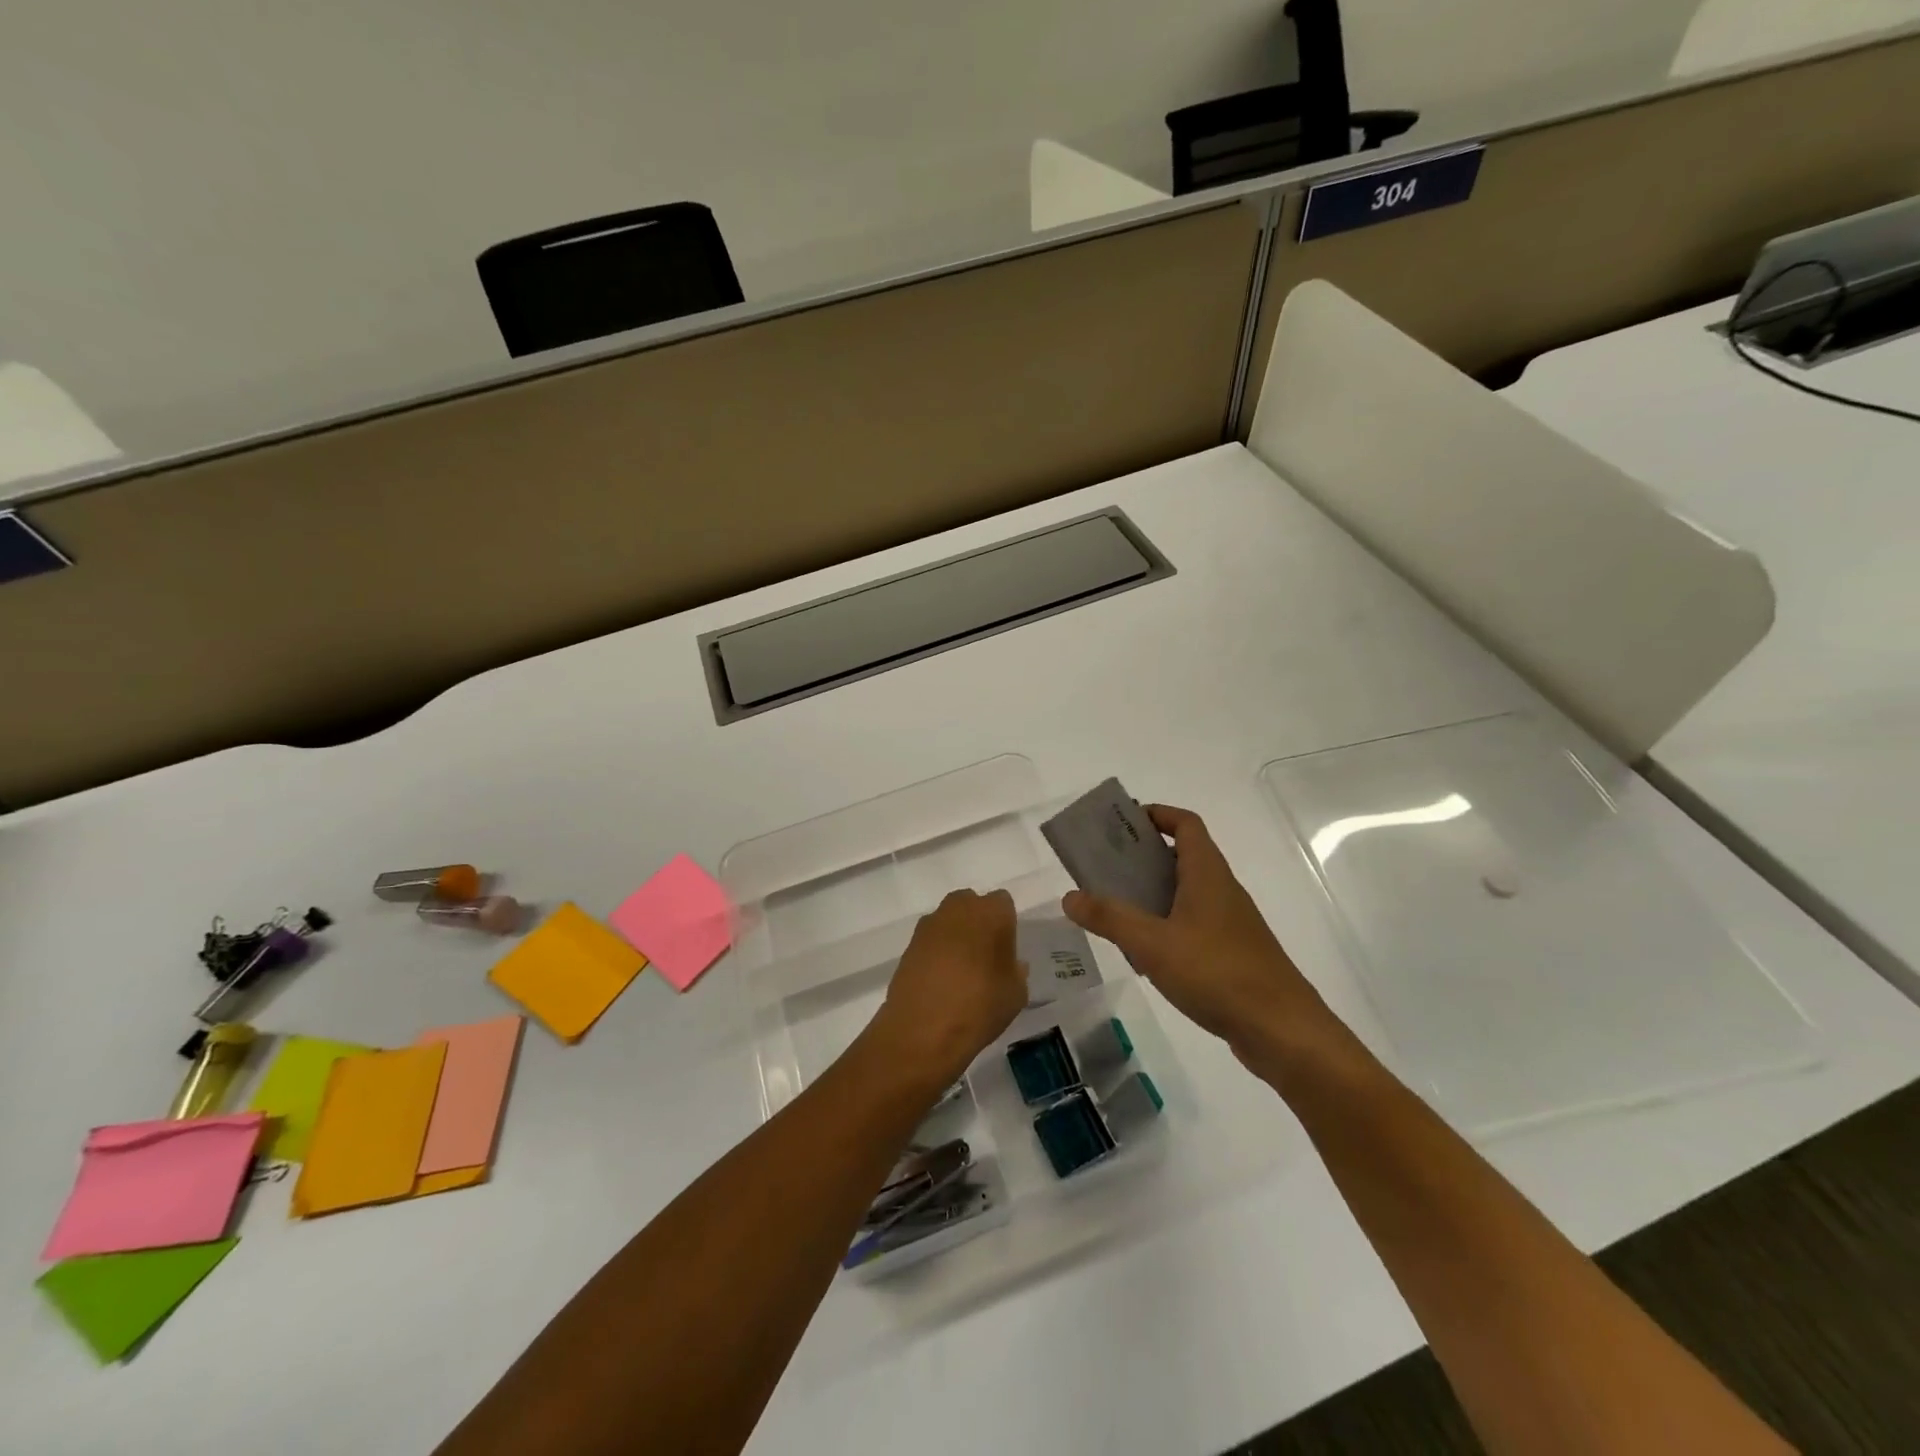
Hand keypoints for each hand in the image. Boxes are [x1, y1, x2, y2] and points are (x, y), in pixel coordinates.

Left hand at [868, 889, 1027, 1087]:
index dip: (1005, 924)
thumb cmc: (980, 1007)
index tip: (1006, 948)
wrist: (923, 1030)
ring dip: (955, 936)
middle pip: (971, 904)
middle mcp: (958, 909)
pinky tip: (940, 980)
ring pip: (948, 920)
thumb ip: (1016, 971)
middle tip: (984, 955)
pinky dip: (936, 952)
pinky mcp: (909, 944)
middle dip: (978, 922)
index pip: (1003, 903)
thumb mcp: (1015, 994)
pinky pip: (930, 940)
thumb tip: (1011, 964)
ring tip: (960, 971)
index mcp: (991, 913)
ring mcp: (929, 925)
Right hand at [1062, 804, 1344, 1073]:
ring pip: (1186, 892)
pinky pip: (1193, 924)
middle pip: (1182, 856)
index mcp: (1207, 873)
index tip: (1122, 823)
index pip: (1185, 824)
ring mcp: (1230, 922)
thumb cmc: (1216, 972)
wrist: (1281, 1029)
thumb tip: (1069, 896)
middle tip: (1104, 867)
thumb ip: (1110, 918)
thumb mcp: (1153, 944)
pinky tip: (1144, 953)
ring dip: (1152, 894)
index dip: (1156, 814)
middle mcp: (1221, 889)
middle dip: (1143, 856)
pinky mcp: (1232, 951)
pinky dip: (1166, 926)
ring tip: (1114, 908)